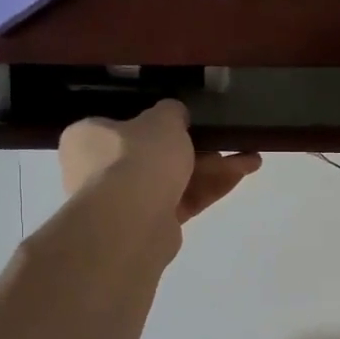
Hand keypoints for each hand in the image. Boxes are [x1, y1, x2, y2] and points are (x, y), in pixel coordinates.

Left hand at [59, 101, 260, 225]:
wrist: (131, 220)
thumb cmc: (136, 157)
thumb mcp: (161, 120)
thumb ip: (171, 112)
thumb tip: (175, 116)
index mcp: (89, 137)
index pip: (123, 125)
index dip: (157, 122)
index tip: (189, 121)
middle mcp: (99, 170)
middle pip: (156, 154)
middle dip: (199, 148)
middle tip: (227, 140)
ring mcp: (125, 201)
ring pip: (175, 179)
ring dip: (213, 168)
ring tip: (251, 160)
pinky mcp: (150, 225)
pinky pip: (183, 200)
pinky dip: (210, 188)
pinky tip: (241, 176)